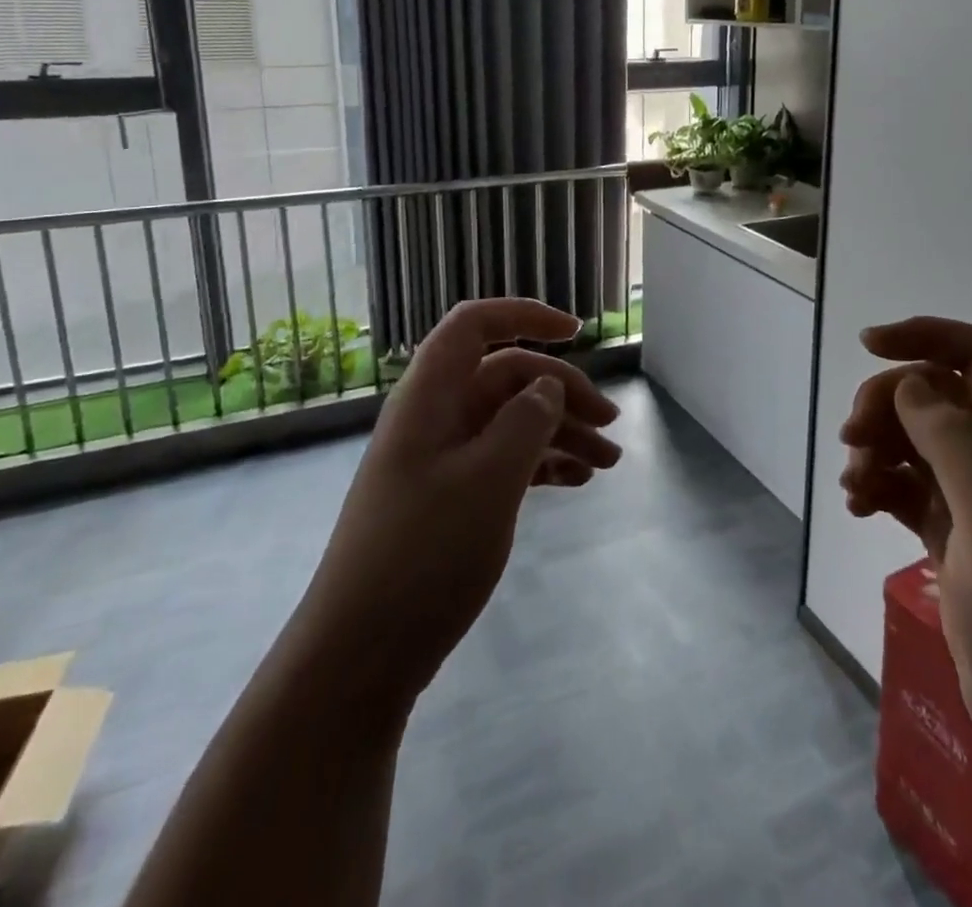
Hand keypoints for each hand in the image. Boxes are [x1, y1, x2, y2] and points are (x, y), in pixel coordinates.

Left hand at [307, 298, 621, 713]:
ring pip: (510, 421)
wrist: (360, 656)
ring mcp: (441, 459)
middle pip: (506, 376)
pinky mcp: (449, 498)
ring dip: (560, 432)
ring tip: (609, 463)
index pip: (474, 325)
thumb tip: (547, 383)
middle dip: (562, 390)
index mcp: (431, 397)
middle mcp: (435, 417)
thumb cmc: (424, 555)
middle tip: (611, 424)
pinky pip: (504, 460)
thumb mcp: (489, 480)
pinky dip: (541, 464)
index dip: (525, 316)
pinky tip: (576, 483)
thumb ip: (526, 420)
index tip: (577, 333)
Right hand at [840, 316, 971, 768]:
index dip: (927, 335)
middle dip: (886, 403)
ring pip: (913, 441)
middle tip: (853, 438)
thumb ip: (953, 437)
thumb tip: (909, 384)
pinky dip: (877, 486)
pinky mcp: (954, 537)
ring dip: (875, 448)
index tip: (869, 344)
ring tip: (854, 484)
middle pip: (933, 395)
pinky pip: (905, 487)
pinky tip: (857, 507)